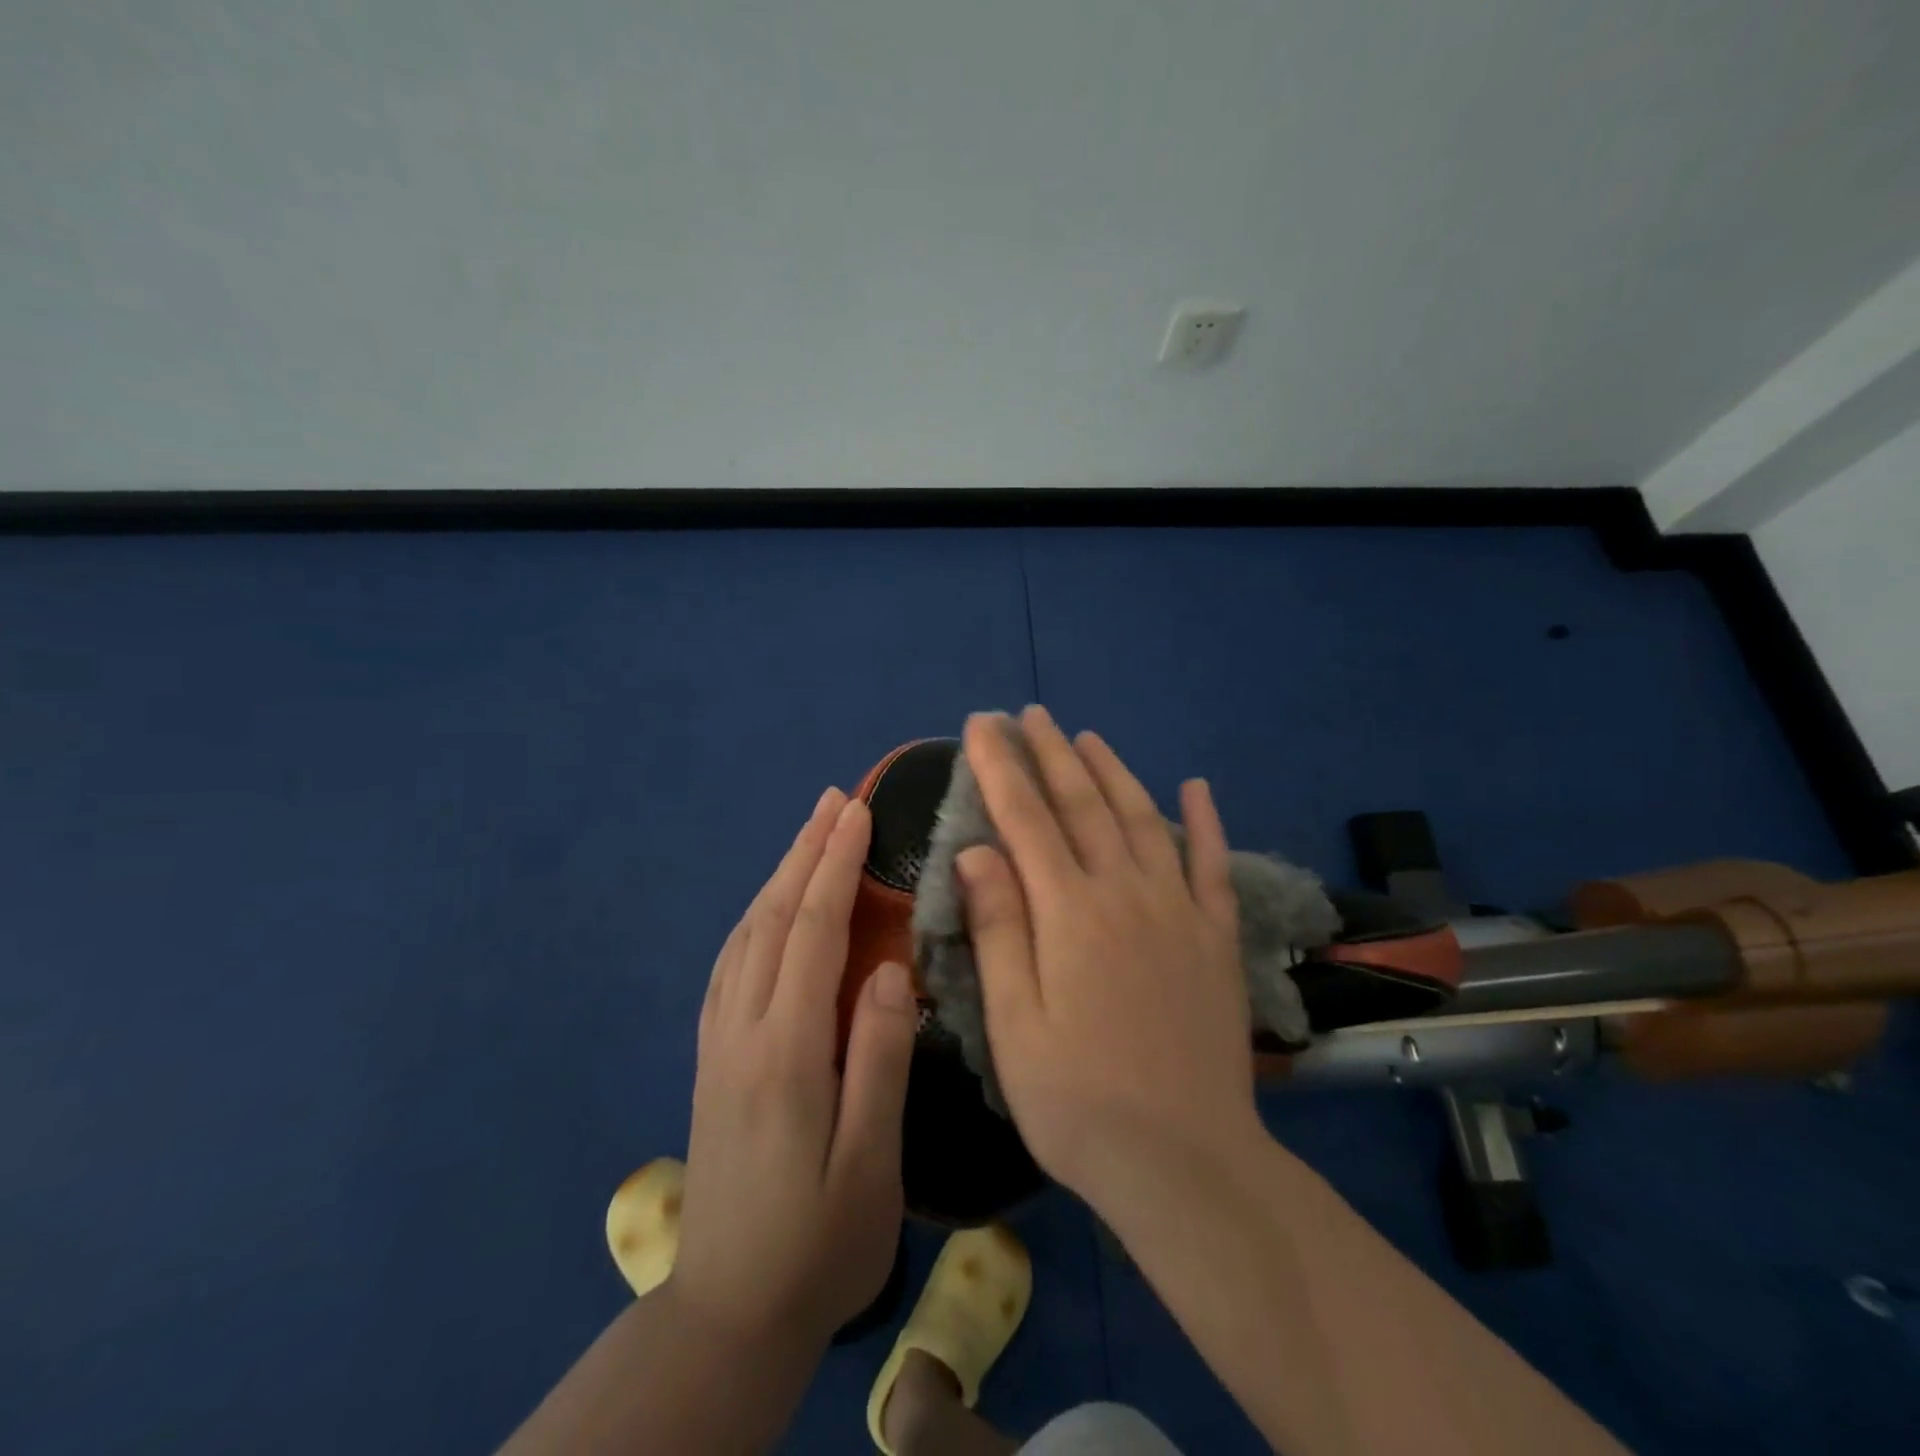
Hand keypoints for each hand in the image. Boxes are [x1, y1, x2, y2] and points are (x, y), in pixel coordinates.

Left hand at [669, 788, 919, 1347]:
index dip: (836, 865)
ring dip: (778, 876)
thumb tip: (889, 969)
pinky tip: (768, 909)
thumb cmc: (820, 1242)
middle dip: (805, 852)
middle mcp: (743, 1030)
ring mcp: (719, 1043)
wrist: (730, 1313)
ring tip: (807, 836)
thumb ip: (880, 1058)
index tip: (858, 813)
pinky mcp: (712, 1058)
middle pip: (773, 919)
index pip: (813, 931)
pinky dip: (753, 918)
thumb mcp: (871, 1162)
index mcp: (787, 1050)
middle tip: (833, 800)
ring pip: (746, 936)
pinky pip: (729, 964)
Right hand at [956, 707, 1262, 1201]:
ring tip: (1087, 736)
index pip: (1026, 818)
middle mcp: (1126, 893)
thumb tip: (977, 849)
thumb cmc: (1077, 1100)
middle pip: (1083, 804)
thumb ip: (998, 927)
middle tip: (1030, 714)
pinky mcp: (1216, 937)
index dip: (1002, 767)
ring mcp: (1179, 911)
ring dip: (1113, 771)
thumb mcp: (1014, 1023)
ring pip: (1142, 819)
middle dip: (1052, 753)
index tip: (982, 725)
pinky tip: (1196, 787)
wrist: (1185, 1162)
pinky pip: (1211, 864)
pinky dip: (1204, 821)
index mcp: (1070, 913)